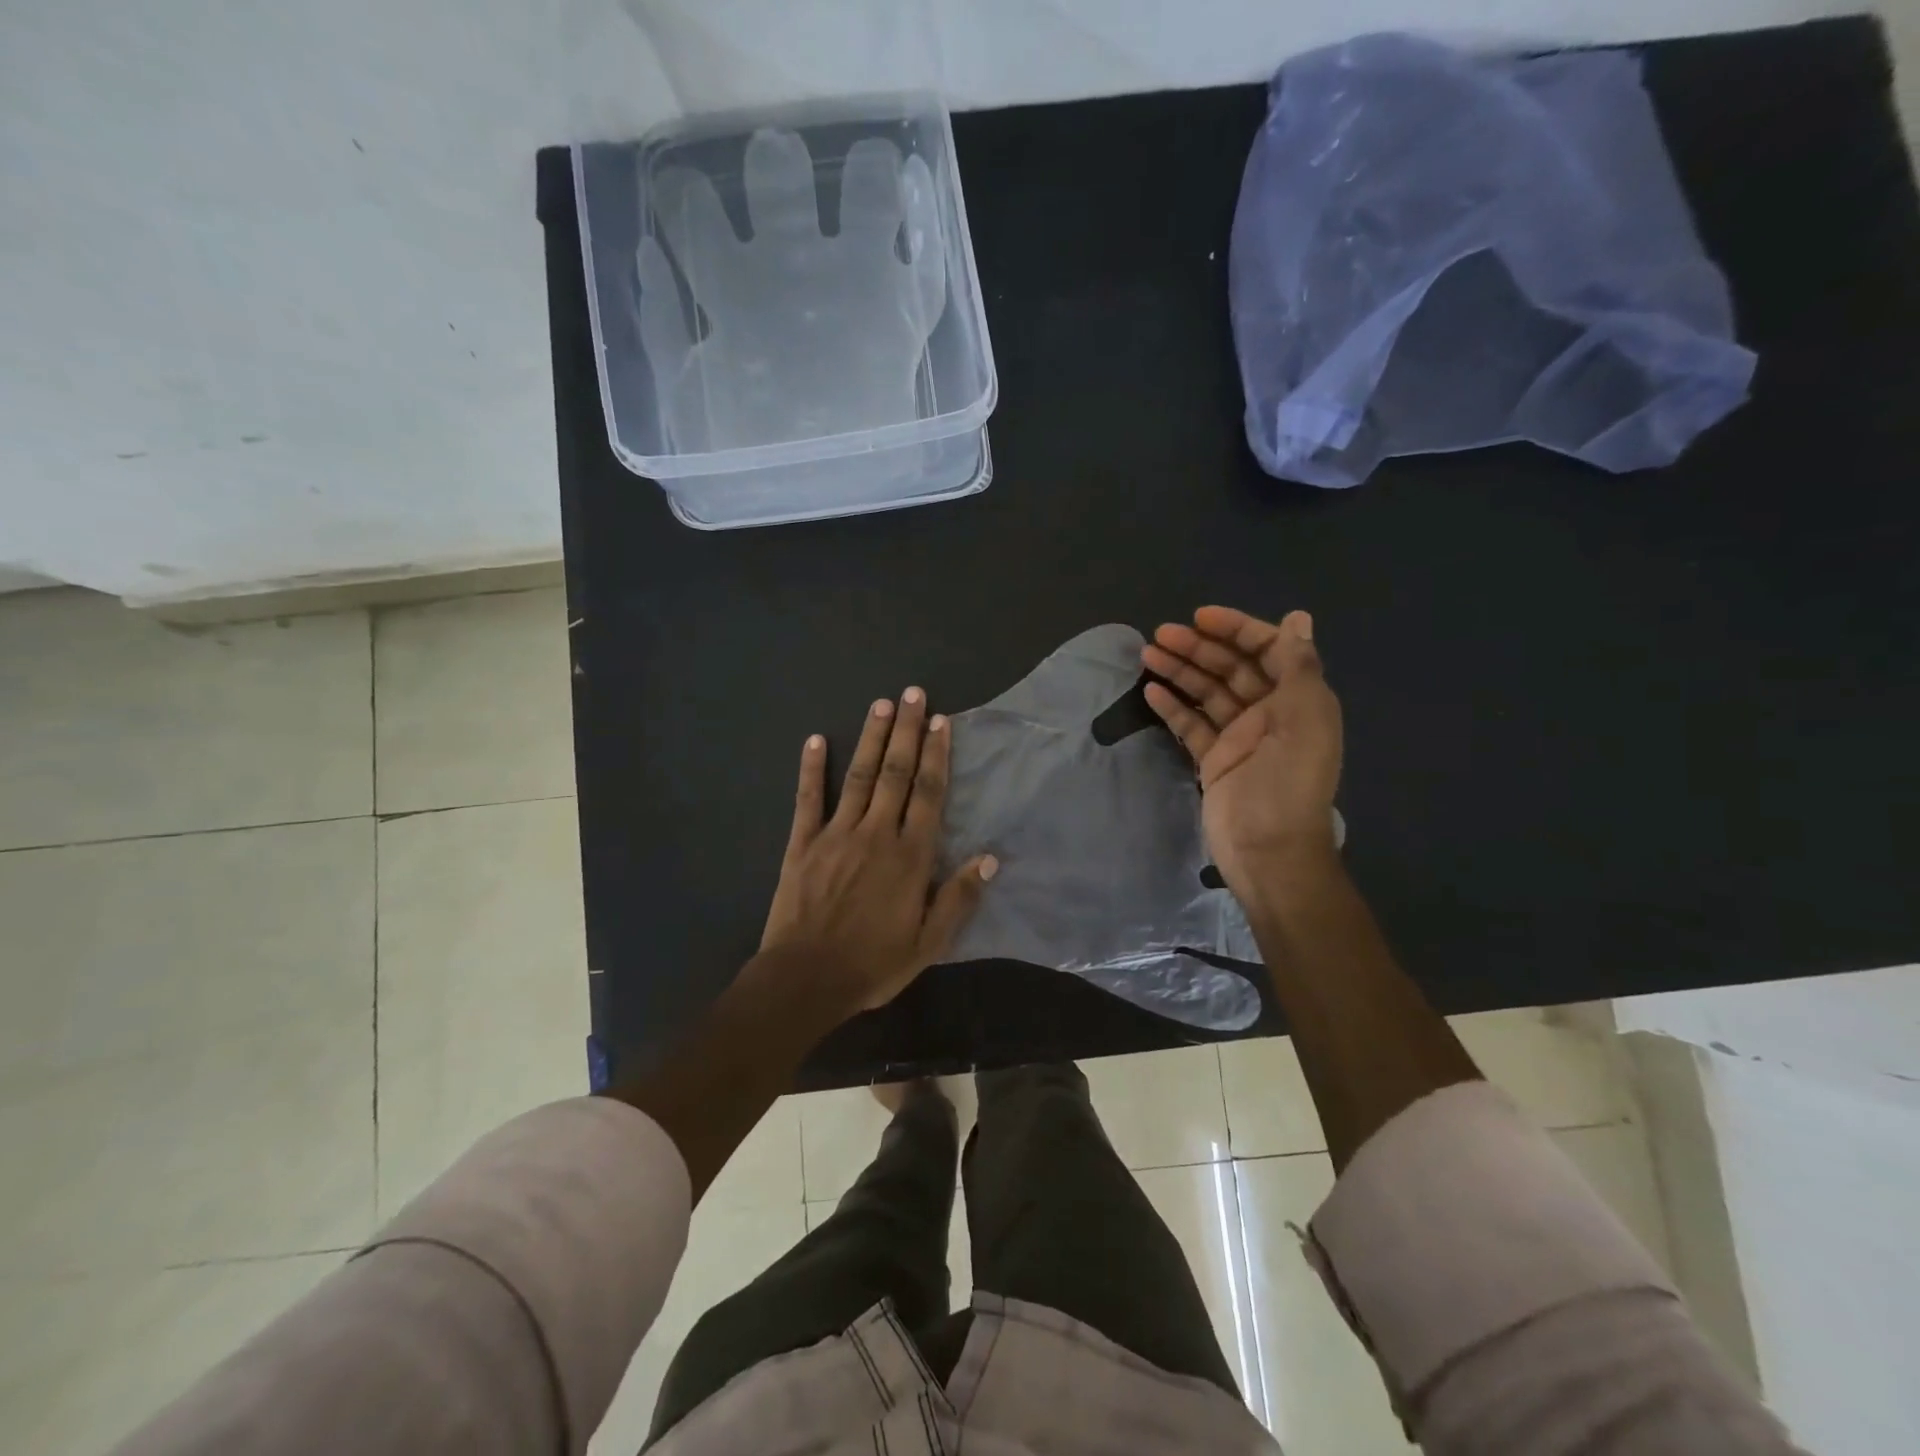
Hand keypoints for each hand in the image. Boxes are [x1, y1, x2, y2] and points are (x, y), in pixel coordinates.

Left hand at [760, 688, 996, 1016]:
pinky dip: (811, 768)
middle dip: (907, 731)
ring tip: (881, 704)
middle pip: (895, 773)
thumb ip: (958, 898)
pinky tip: (814, 739)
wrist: (805, 980)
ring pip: (858, 776)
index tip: (942, 722)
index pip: (929, 794)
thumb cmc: (873, 964)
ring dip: (871, 738)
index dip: (938, 755)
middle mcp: (876, 833)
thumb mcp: (928, 943)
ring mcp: (836, 834)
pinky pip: (807, 799)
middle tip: (914, 694)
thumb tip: (990, 858)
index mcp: (910, 856)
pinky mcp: (802, 843)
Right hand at [1141, 608, 1342, 906]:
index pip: (1267, 650)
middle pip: (1231, 668)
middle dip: (1198, 648)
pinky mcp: (1213, 761)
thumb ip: (1299, 667)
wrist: (1269, 852)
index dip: (1236, 629)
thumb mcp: (1305, 720)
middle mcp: (1269, 713)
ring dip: (1180, 671)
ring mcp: (1239, 737)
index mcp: (1297, 700)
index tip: (1200, 617)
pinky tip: (1151, 692)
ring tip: (1147, 654)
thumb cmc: (1289, 784)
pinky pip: (1191, 726)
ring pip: (1207, 693)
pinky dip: (1173, 707)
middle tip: (1160, 635)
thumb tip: (1298, 618)